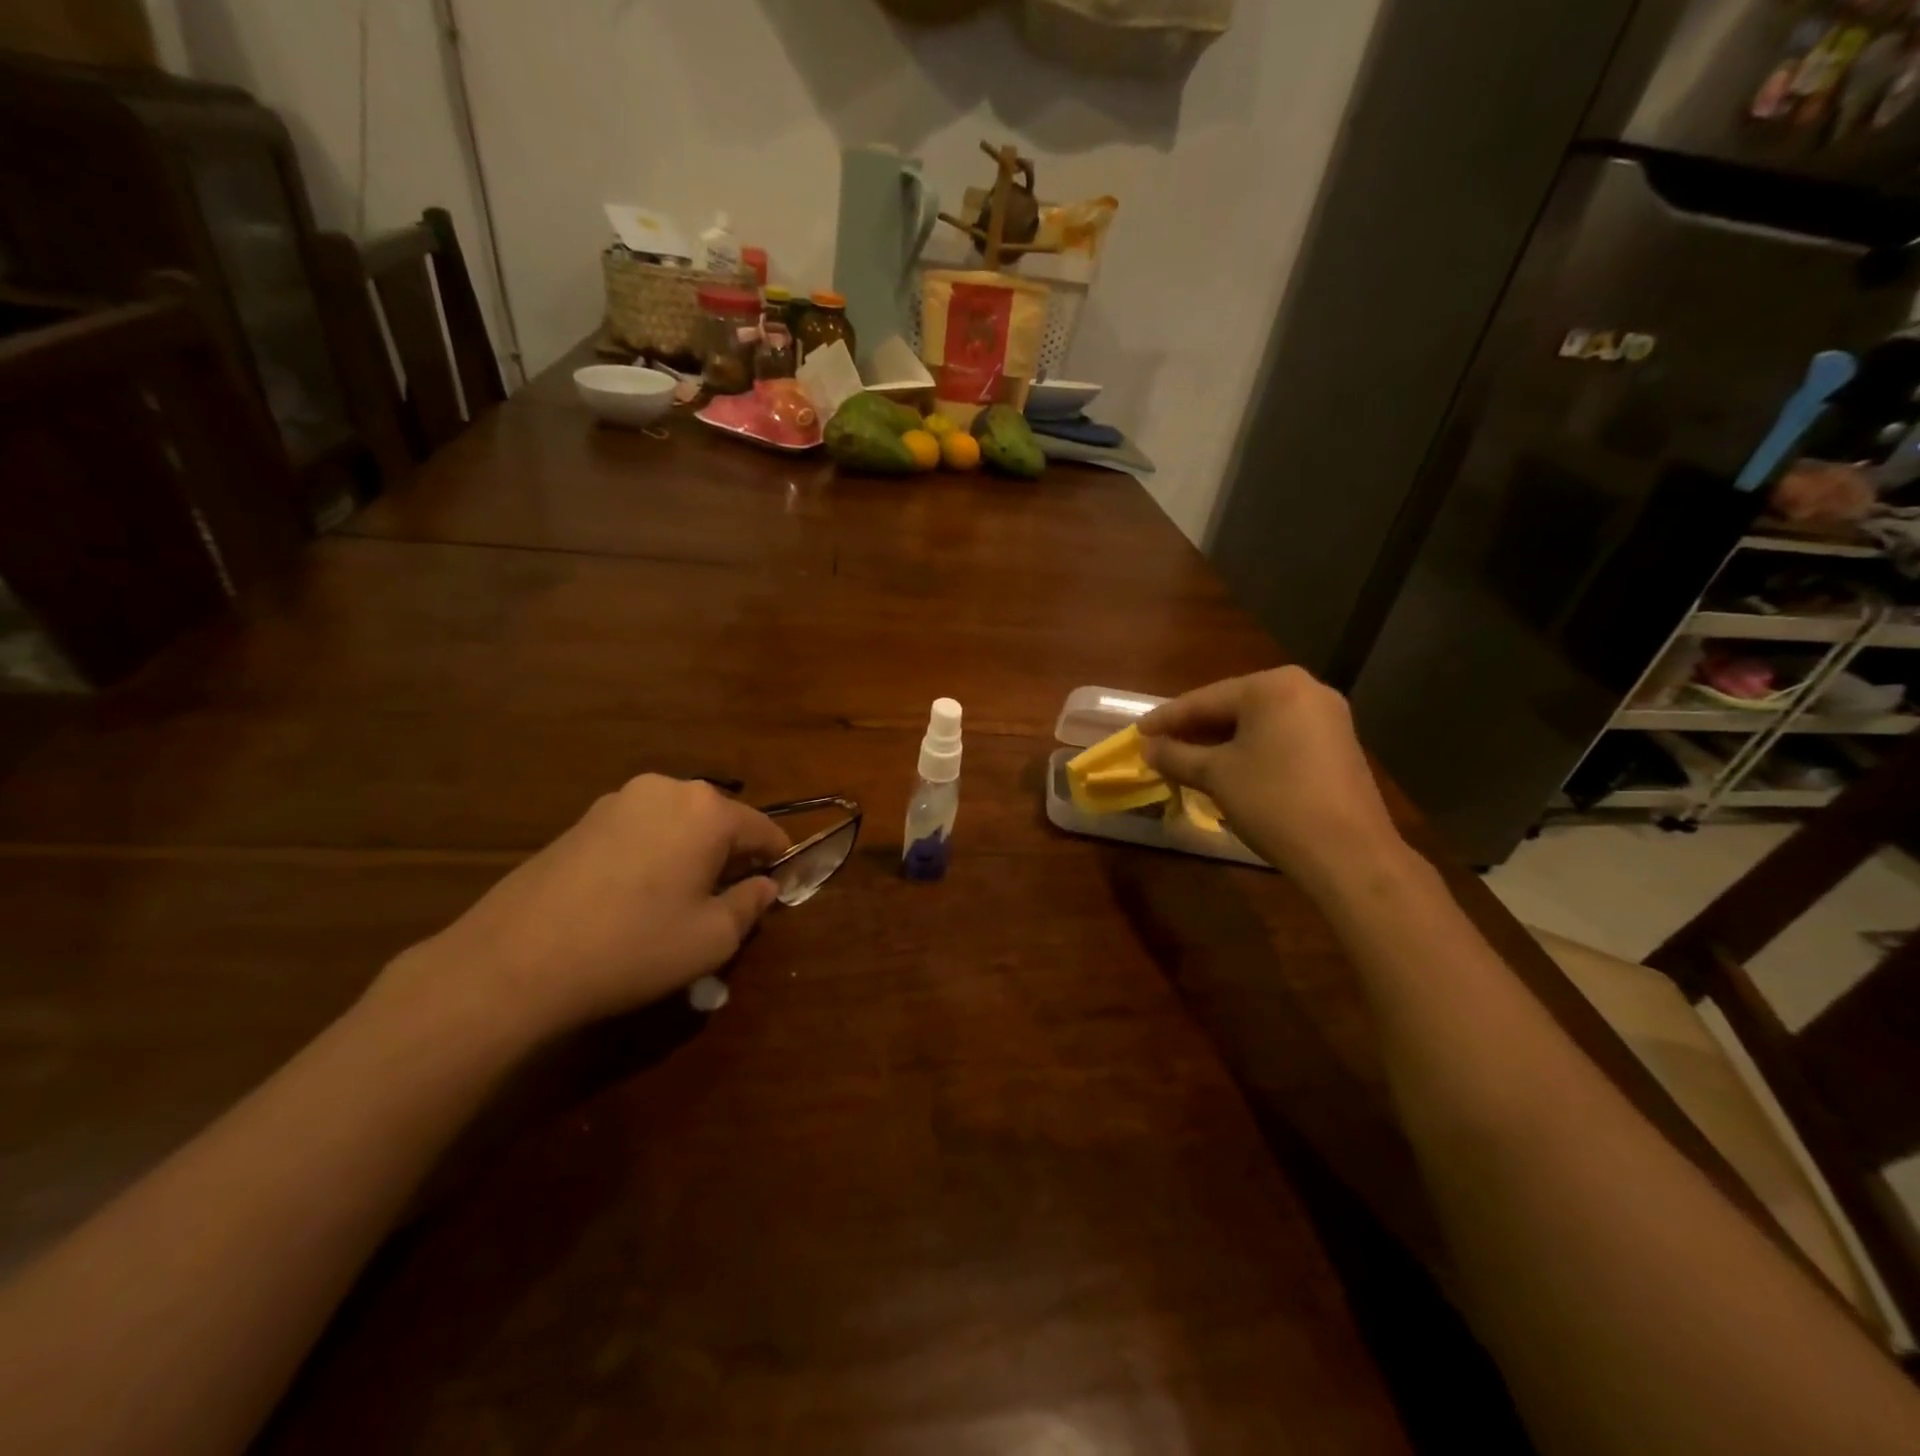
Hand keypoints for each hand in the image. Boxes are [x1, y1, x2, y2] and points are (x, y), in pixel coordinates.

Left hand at [378, 776, 788, 1038]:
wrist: (514, 962)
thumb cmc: (633, 947)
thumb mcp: (711, 939)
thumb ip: (749, 906)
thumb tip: (763, 886)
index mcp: (707, 810)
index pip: (763, 829)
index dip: (775, 861)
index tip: (776, 890)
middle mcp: (666, 790)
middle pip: (718, 821)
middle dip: (729, 857)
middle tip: (725, 903)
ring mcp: (618, 800)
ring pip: (678, 824)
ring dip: (690, 854)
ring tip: (677, 903)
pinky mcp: (582, 819)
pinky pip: (640, 831)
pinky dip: (653, 854)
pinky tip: (634, 897)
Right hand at [1139, 668, 1410, 897]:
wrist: (1348, 853)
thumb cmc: (1274, 802)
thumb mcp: (1216, 776)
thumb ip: (1176, 756)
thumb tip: (1148, 748)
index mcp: (1274, 686)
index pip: (1206, 699)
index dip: (1167, 718)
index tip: (1137, 732)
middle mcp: (1305, 689)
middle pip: (1234, 707)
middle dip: (1195, 729)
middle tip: (1160, 746)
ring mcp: (1328, 717)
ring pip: (1257, 724)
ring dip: (1220, 742)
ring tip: (1187, 759)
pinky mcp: (1338, 745)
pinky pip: (1281, 738)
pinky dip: (1250, 750)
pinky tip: (1228, 769)